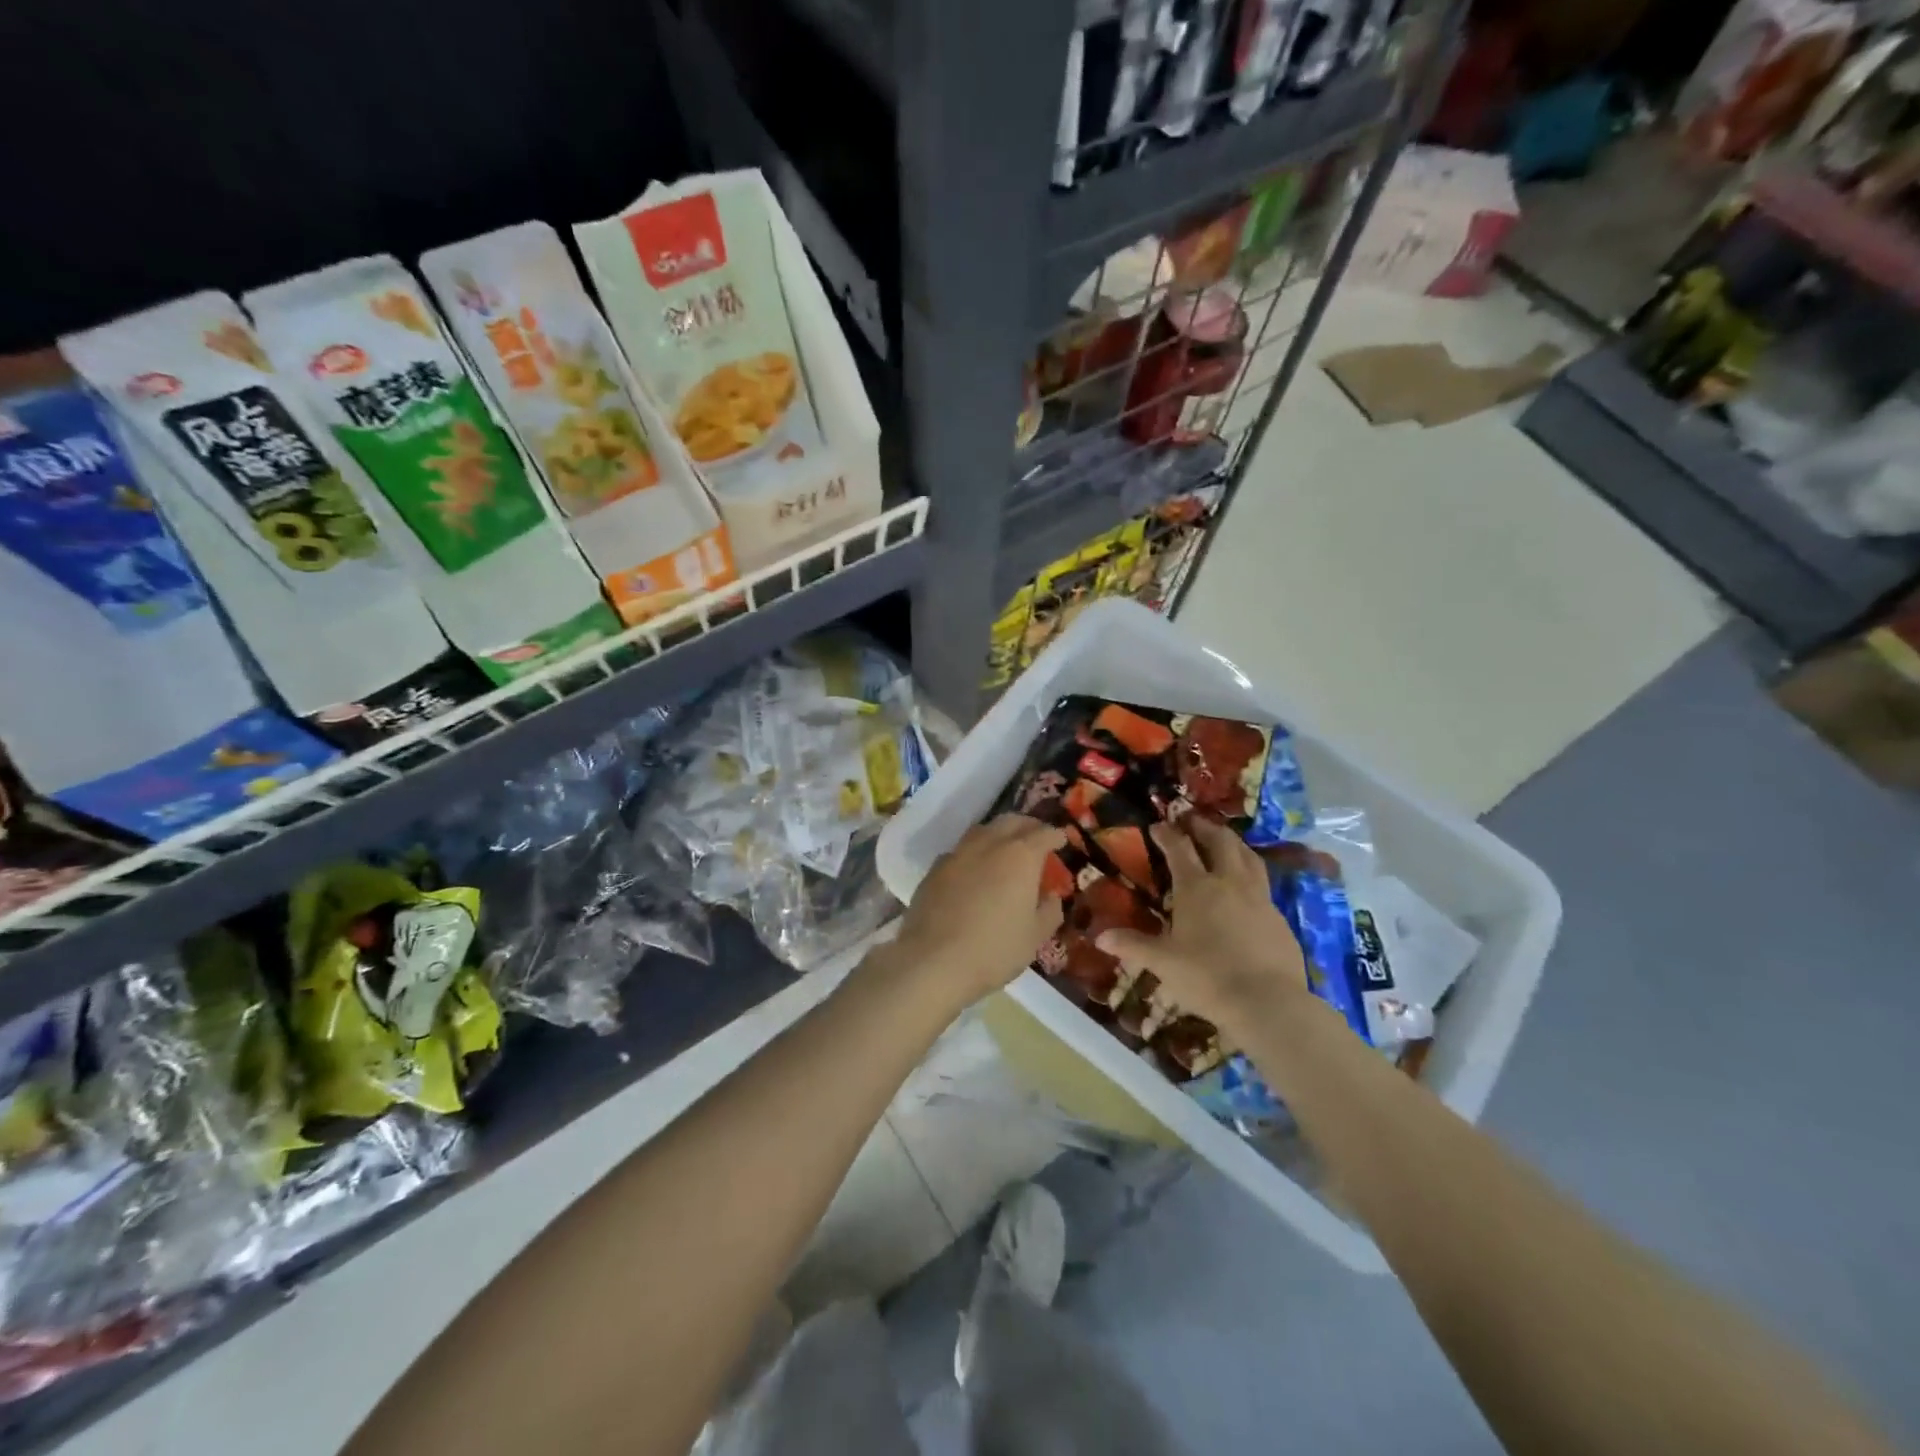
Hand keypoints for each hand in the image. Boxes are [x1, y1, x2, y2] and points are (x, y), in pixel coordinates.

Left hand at [890, 816, 1066, 1006]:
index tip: (1061, 840)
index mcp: (1020, 856)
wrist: (933, 961)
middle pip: (1011, 822)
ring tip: (1005, 848)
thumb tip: (1050, 897)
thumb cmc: (994, 949)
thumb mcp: (1034, 936)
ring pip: (983, 830)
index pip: (1044, 834)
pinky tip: (974, 870)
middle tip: (1036, 837)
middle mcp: (989, 844)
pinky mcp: (934, 869)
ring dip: (998, 834)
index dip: (1055, 836)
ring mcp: (958, 853)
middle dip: (1028, 826)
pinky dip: (974, 853)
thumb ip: (1049, 911)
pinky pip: (960, 851)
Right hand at [1096, 816, 1309, 1034]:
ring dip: (1232, 843)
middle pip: (1219, 841)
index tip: (1157, 825)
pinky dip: (1251, 873)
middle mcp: (1229, 882)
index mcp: (1196, 887)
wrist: (1267, 1002)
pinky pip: (1263, 883)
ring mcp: (1259, 897)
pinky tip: (1247, 887)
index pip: (1179, 849)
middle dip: (1204, 828)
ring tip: (1223, 841)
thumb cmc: (1206, 977)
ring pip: (1248, 856)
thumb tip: (1100, 936)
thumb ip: (1133, 945)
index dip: (1167, 834)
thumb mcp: (1163, 962)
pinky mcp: (1279, 917)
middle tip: (1192, 822)